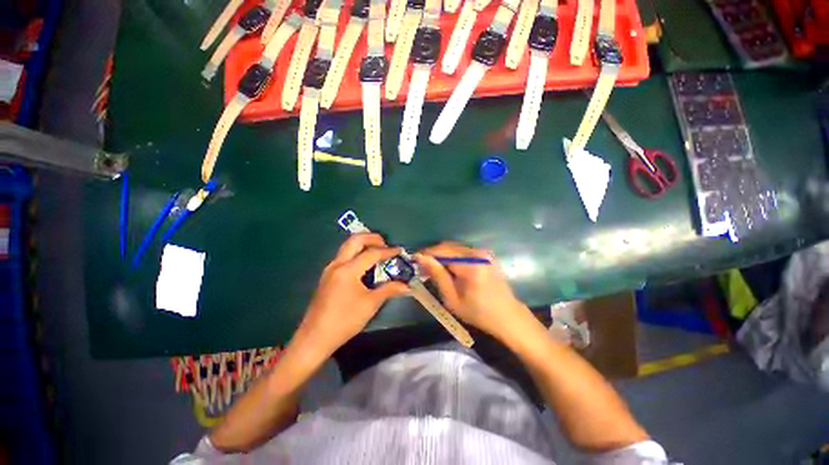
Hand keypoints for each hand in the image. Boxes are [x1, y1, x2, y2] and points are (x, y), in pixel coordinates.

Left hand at [293, 233, 408, 357]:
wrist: (315, 338)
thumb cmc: (345, 320)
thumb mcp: (370, 304)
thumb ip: (389, 290)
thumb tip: (407, 286)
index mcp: (348, 270)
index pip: (371, 253)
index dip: (388, 251)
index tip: (400, 251)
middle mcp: (337, 264)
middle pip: (355, 240)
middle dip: (372, 238)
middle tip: (386, 244)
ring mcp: (330, 269)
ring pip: (347, 246)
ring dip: (363, 244)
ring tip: (378, 252)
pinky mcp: (327, 276)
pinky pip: (344, 256)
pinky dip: (356, 253)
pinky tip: (365, 265)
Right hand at [415, 243, 534, 342]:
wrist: (508, 316)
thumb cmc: (478, 313)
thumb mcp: (452, 298)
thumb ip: (437, 275)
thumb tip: (422, 258)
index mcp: (471, 266)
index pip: (442, 251)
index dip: (426, 254)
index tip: (415, 261)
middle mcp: (478, 254)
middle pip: (448, 246)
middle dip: (433, 255)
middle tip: (422, 267)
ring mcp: (483, 253)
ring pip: (454, 248)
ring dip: (442, 256)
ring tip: (433, 268)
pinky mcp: (486, 255)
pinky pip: (463, 251)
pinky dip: (452, 257)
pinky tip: (448, 268)